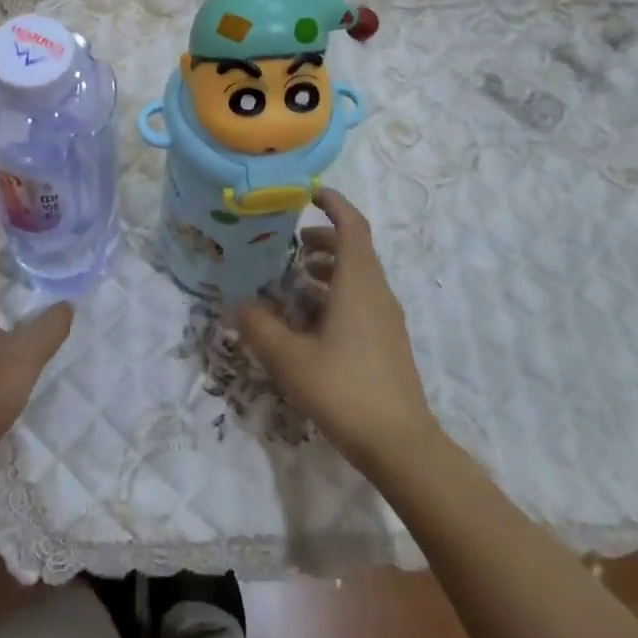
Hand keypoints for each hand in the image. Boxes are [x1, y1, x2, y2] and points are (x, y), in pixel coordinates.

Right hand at [237, 189, 437, 470]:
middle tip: (292, 244)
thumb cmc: (344, 389)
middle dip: (324, 238)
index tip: (310, 193)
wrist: (401, 444)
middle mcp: (377, 292)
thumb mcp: (289, 358)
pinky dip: (338, 293)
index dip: (334, 203)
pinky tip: (313, 320)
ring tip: (297, 279)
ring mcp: (387, 319)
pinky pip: (363, 300)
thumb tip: (236, 304)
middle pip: (355, 249)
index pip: (352, 225)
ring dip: (330, 268)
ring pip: (359, 276)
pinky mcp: (388, 342)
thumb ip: (259, 327)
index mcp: (358, 283)